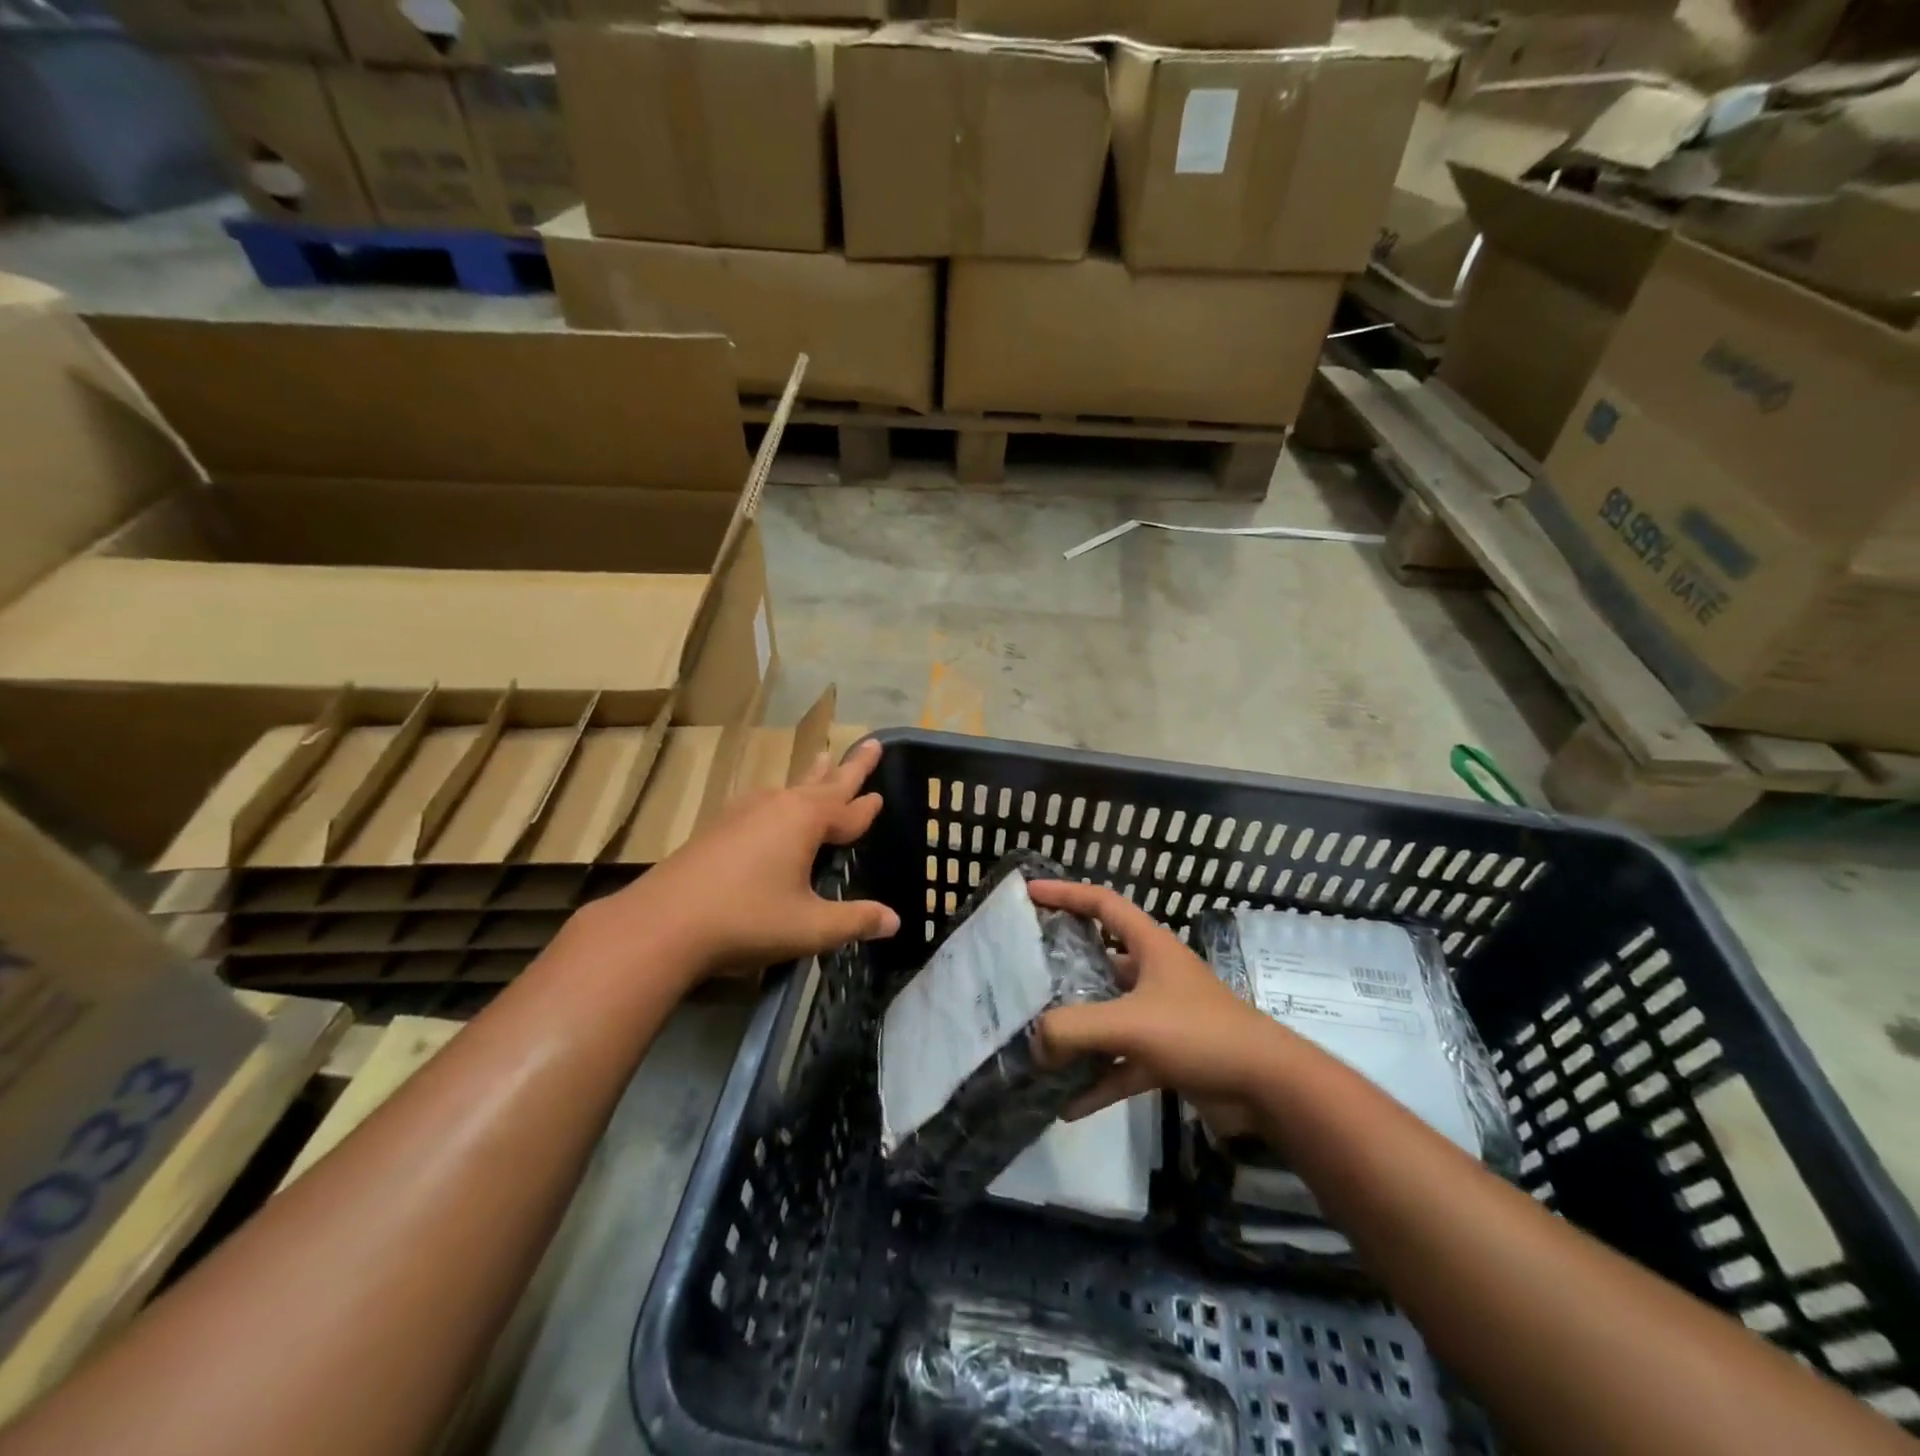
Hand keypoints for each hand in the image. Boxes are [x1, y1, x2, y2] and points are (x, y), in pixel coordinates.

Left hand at [577, 738, 899, 984]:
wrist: (662, 923)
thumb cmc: (746, 920)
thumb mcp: (810, 927)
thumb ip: (855, 922)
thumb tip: (895, 922)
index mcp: (806, 820)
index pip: (849, 811)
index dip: (867, 808)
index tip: (882, 795)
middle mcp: (777, 805)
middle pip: (823, 783)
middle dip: (849, 767)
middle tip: (869, 743)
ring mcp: (744, 811)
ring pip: (790, 788)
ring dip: (812, 777)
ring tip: (823, 759)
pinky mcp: (719, 826)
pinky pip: (764, 803)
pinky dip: (782, 799)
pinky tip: (772, 805)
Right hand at [1030, 880, 1282, 1123]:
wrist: (1269, 1087)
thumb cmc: (1200, 1033)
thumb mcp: (1131, 1023)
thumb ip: (1075, 1029)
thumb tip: (1034, 1042)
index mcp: (1150, 946)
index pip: (1101, 904)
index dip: (1064, 894)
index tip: (1029, 893)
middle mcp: (1153, 974)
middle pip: (1100, 960)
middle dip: (1063, 967)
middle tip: (1024, 975)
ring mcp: (1161, 1016)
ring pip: (1108, 1016)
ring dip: (1077, 1032)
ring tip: (1037, 1044)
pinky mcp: (1167, 1055)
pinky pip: (1121, 1063)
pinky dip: (1098, 1080)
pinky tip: (1068, 1105)